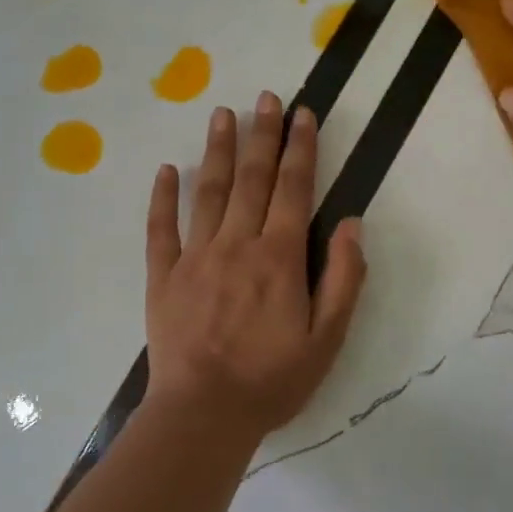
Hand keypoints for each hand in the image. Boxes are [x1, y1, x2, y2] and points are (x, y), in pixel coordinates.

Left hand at [144, 92, 366, 446]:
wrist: (203, 414)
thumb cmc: (272, 380)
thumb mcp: (327, 339)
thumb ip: (343, 279)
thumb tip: (351, 225)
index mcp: (279, 257)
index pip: (293, 189)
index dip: (300, 148)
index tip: (302, 114)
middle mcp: (237, 244)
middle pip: (252, 178)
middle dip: (262, 134)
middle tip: (265, 97)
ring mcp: (195, 257)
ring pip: (208, 192)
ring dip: (218, 150)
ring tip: (222, 113)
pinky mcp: (163, 276)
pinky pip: (161, 228)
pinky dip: (163, 197)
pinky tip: (166, 170)